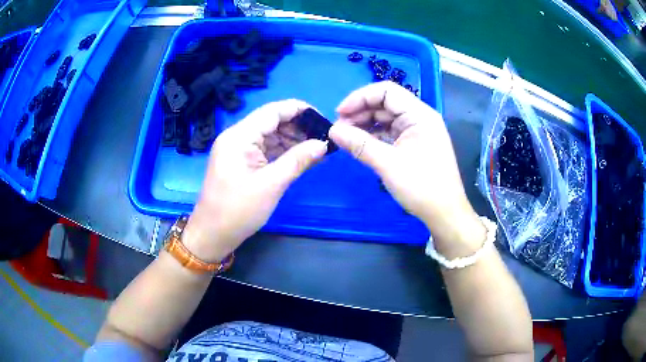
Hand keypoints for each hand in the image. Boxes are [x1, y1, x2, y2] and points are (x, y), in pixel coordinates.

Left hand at [183, 100, 327, 261]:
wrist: (212, 234)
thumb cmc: (238, 210)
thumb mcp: (271, 184)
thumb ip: (298, 160)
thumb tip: (323, 144)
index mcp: (239, 136)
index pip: (272, 111)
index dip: (298, 110)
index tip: (322, 117)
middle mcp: (236, 137)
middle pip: (271, 122)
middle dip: (297, 127)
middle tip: (323, 137)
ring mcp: (237, 150)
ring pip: (268, 136)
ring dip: (291, 140)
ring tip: (316, 148)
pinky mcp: (239, 162)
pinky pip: (263, 150)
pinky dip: (281, 152)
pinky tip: (300, 157)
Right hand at [329, 81, 483, 253]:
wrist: (444, 213)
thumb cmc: (422, 187)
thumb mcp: (388, 164)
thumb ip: (359, 144)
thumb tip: (332, 131)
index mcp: (420, 115)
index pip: (386, 91)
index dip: (360, 98)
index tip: (339, 113)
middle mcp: (419, 118)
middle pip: (385, 103)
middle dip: (360, 112)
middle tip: (338, 129)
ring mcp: (417, 132)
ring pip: (386, 119)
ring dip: (365, 125)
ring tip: (345, 137)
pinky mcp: (413, 145)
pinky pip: (390, 133)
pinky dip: (373, 136)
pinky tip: (359, 144)